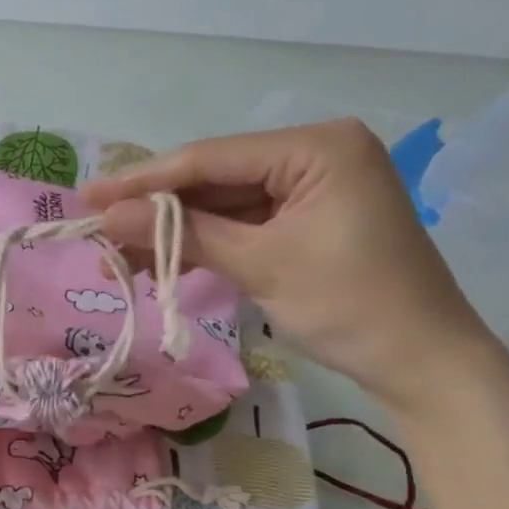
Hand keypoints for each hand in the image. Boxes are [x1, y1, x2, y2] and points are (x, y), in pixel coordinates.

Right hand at [80, 120, 498, 412]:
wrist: (420, 361)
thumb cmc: (349, 305)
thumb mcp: (261, 264)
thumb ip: (184, 233)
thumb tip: (111, 216)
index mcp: (316, 146)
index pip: (211, 158)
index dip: (144, 180)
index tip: (89, 197)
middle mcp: (314, 154)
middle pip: (214, 179)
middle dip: (156, 210)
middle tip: (96, 230)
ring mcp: (311, 189)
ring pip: (223, 205)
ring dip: (175, 232)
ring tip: (119, 257)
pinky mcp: (306, 221)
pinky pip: (243, 226)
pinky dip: (205, 246)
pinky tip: (164, 264)